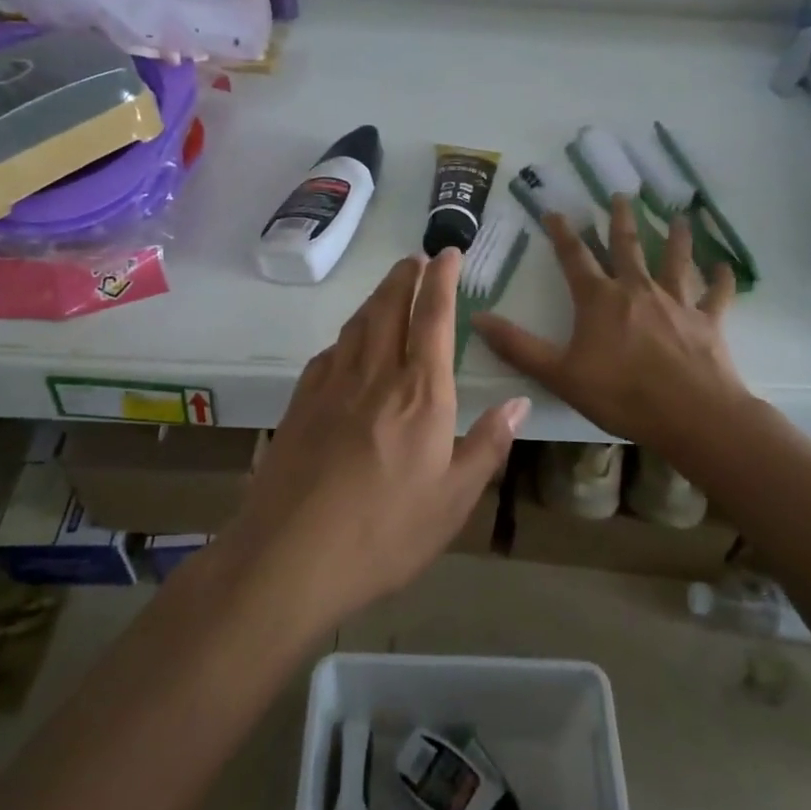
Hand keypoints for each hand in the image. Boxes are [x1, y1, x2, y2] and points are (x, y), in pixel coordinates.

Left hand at [227, 250, 529, 624]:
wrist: (291, 555)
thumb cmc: (385, 532)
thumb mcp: (454, 501)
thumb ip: (488, 446)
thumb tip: (520, 403)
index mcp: (420, 394)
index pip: (434, 318)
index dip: (442, 280)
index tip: (448, 253)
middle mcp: (376, 375)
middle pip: (390, 308)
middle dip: (405, 277)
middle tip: (415, 257)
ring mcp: (332, 386)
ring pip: (357, 325)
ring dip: (376, 297)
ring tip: (389, 286)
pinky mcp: (301, 404)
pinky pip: (329, 353)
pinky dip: (346, 335)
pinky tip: (347, 343)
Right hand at [473, 195, 745, 448]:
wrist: (691, 414)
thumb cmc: (621, 394)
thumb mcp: (558, 374)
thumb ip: (518, 346)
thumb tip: (476, 318)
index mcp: (600, 299)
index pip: (575, 257)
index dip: (562, 233)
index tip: (554, 211)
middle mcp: (638, 290)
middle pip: (627, 247)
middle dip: (621, 220)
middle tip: (621, 194)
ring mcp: (677, 302)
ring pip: (676, 260)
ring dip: (676, 237)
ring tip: (678, 216)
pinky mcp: (708, 320)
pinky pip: (716, 294)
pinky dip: (721, 279)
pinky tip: (726, 267)